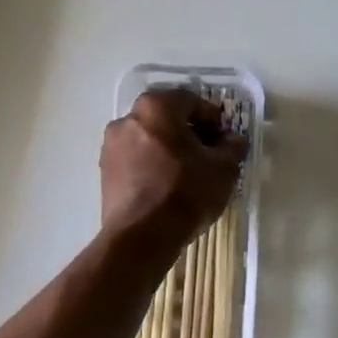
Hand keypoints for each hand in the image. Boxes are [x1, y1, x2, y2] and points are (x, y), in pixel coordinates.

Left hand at [99, 89, 246, 251]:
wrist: (141, 236)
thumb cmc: (185, 192)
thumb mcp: (223, 169)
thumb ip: (232, 147)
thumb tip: (233, 140)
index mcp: (156, 107)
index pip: (190, 101)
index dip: (212, 118)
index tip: (225, 137)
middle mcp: (128, 119)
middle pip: (166, 118)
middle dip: (189, 132)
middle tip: (208, 153)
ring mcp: (111, 145)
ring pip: (148, 138)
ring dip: (168, 148)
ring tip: (188, 172)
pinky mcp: (104, 171)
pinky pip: (135, 158)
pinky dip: (152, 164)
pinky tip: (167, 185)